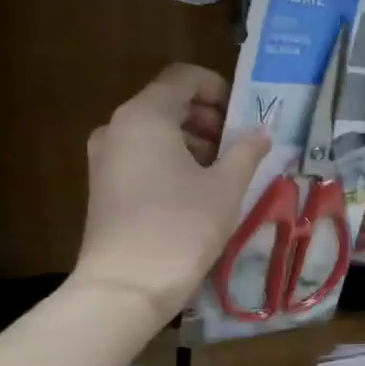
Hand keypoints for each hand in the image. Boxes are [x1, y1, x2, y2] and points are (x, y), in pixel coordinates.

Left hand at [74, 64, 269, 312]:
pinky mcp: (103, 186)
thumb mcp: (225, 187)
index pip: (183, 78)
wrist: (125, 287)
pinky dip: (171, 161)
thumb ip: (246, 151)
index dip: (218, 88)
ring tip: (223, 172)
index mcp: (146, 116)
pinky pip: (142, 156)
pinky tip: (197, 192)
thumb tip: (261, 131)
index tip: (243, 116)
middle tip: (239, 145)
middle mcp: (118, 127)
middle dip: (208, 117)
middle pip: (168, 103)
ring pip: (155, 132)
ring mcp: (105, 157)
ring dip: (192, 141)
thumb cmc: (181, 227)